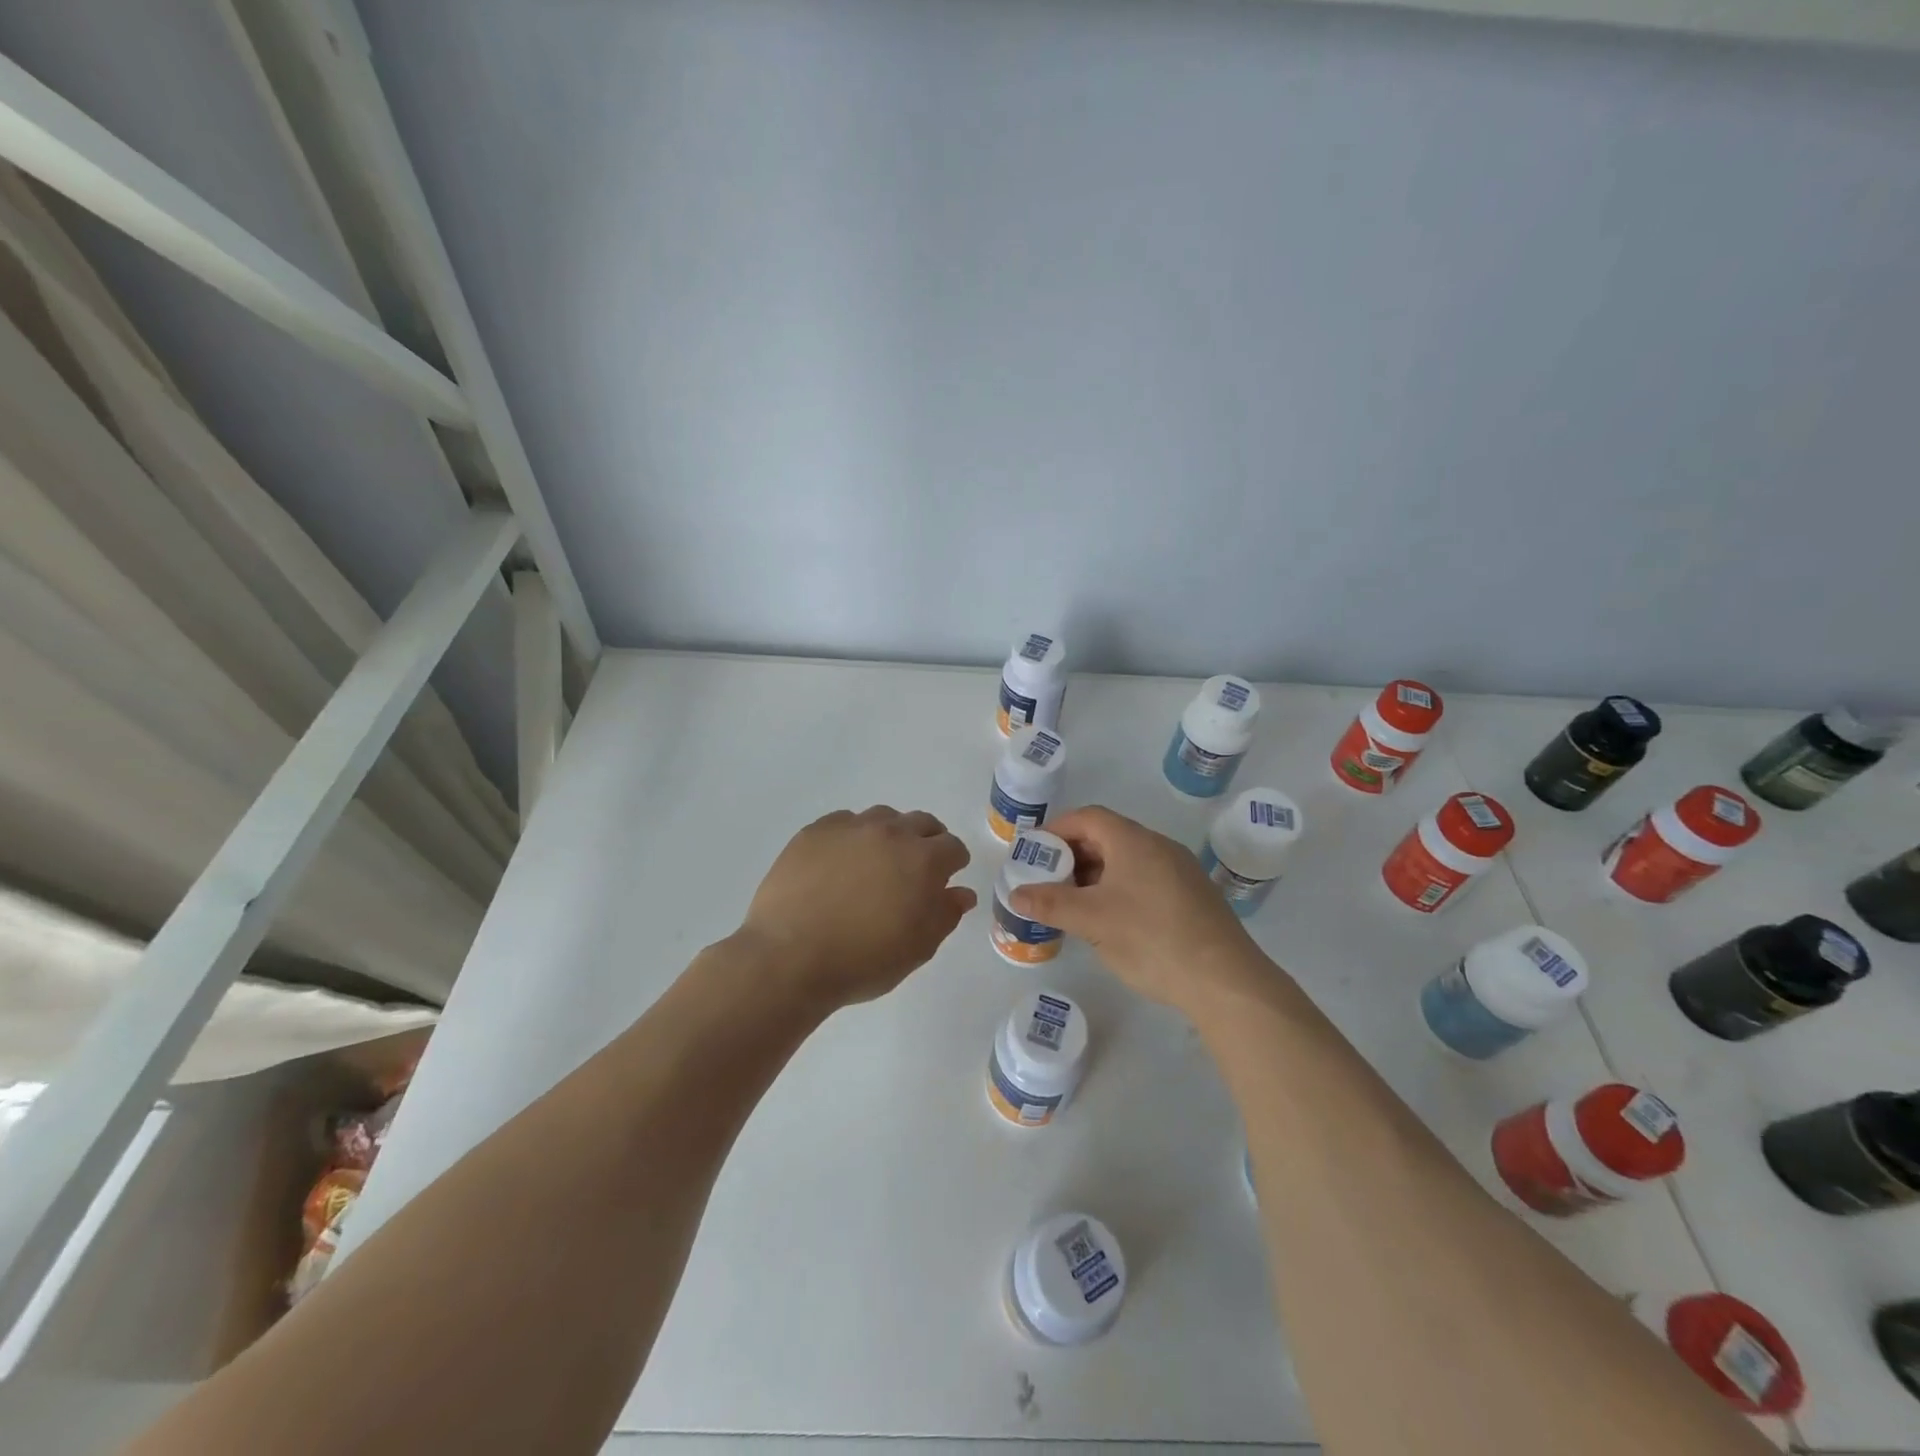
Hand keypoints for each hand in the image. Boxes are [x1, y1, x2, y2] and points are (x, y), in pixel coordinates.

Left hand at [739, 806, 975, 1009]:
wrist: (789, 958)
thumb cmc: (863, 960)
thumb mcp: (918, 948)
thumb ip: (945, 914)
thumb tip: (961, 892)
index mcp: (923, 860)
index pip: (953, 848)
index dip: (954, 863)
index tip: (946, 880)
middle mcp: (891, 833)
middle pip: (921, 823)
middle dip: (927, 842)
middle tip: (915, 870)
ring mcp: (850, 827)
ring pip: (883, 818)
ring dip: (890, 834)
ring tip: (876, 863)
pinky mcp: (815, 831)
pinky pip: (844, 823)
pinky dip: (852, 836)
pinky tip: (840, 862)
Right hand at [1008, 805, 1261, 1010]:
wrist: (1225, 981)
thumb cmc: (1151, 939)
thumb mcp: (1092, 921)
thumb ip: (1050, 903)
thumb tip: (1015, 893)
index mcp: (1134, 841)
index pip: (1088, 817)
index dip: (1056, 829)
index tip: (1033, 851)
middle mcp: (1159, 847)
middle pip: (1107, 837)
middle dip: (1072, 855)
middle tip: (1047, 880)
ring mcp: (1179, 871)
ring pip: (1126, 861)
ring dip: (1095, 875)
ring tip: (1072, 904)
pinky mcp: (1191, 897)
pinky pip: (1144, 880)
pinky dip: (1118, 889)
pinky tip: (1109, 921)